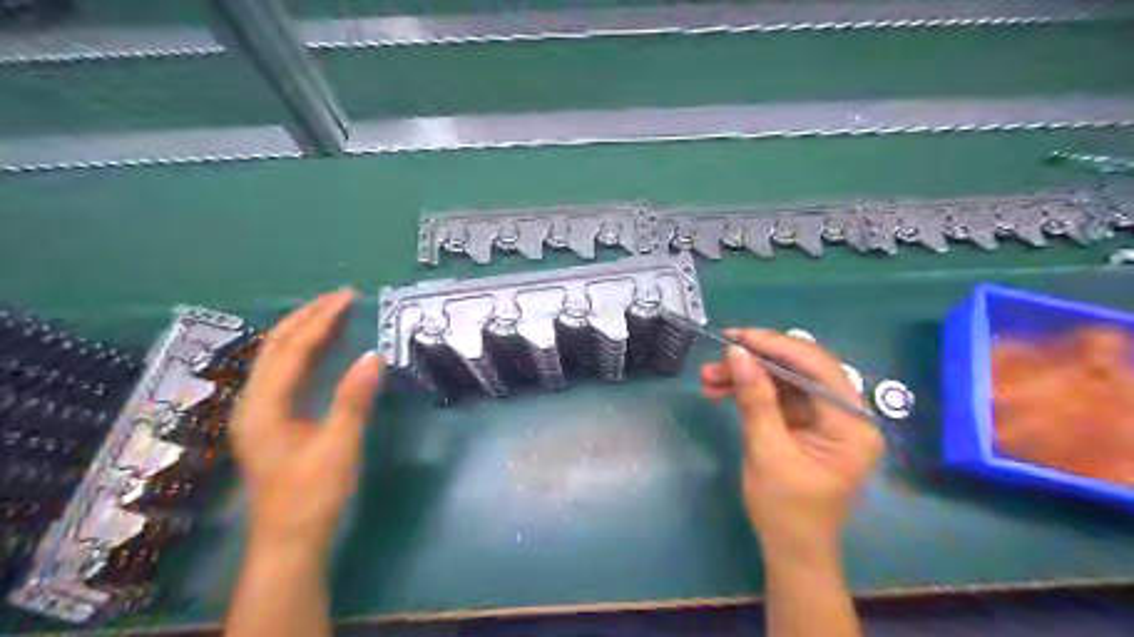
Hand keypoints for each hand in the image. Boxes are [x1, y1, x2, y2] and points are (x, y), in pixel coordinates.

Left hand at [228, 290, 385, 554]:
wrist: (289, 541)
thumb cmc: (313, 496)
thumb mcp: (339, 447)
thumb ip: (353, 399)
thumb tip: (373, 355)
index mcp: (263, 407)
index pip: (292, 351)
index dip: (320, 321)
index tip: (347, 297)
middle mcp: (253, 403)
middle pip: (276, 347)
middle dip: (308, 317)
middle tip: (341, 296)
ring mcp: (259, 412)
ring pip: (277, 359)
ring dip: (305, 331)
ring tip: (334, 311)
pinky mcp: (271, 421)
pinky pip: (285, 374)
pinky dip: (305, 353)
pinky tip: (323, 348)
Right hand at [701, 331, 884, 559]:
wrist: (790, 551)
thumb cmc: (786, 510)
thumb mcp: (767, 451)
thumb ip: (756, 399)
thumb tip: (737, 352)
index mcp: (852, 423)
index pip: (817, 367)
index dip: (775, 345)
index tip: (736, 337)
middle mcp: (846, 414)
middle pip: (800, 370)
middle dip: (755, 362)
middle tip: (715, 359)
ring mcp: (825, 419)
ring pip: (785, 381)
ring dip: (747, 376)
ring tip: (707, 378)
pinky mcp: (806, 425)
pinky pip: (778, 397)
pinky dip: (749, 392)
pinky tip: (721, 390)